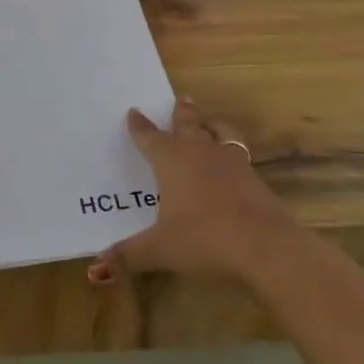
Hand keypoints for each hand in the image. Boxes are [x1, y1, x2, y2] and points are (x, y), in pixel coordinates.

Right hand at [89, 97, 298, 284]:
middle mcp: (199, 153)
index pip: (150, 137)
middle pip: (188, 125)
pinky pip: (238, 153)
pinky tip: (232, 161)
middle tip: (181, 98)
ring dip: (211, 125)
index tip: (133, 112)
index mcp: (171, 161)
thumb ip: (129, 254)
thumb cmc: (204, 239)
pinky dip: (231, 150)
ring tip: (209, 122)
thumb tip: (98, 265)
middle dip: (181, 113)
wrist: (264, 245)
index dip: (140, 126)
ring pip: (219, 133)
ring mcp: (230, 163)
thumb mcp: (160, 250)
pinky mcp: (253, 178)